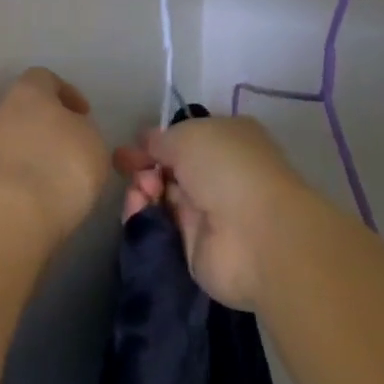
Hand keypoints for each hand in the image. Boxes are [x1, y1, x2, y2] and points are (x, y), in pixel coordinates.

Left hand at [0, 69, 108, 250]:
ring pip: (9, 140)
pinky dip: (17, 180)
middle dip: (45, 127)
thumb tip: (72, 134)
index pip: (44, 78)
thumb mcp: (94, 145)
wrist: (6, 218)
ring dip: (29, 154)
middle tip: (68, 150)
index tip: (84, 116)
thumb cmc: (59, 168)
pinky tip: (35, 200)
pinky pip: (0, 170)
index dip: (66, 94)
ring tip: (53, 180)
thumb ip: (83, 132)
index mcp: (28, 91)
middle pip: (23, 109)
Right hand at [115, 117, 311, 309]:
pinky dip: (143, 216)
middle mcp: (219, 175)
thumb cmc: (226, 168)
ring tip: (140, 191)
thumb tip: (148, 142)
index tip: (132, 147)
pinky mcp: (195, 248)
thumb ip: (162, 139)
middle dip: (145, 166)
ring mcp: (208, 213)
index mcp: (227, 140)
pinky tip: (137, 208)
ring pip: (162, 197)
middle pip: (170, 169)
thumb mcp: (187, 135)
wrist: (255, 235)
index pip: (186, 139)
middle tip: (128, 168)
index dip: (157, 142)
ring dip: (143, 189)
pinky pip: (161, 227)